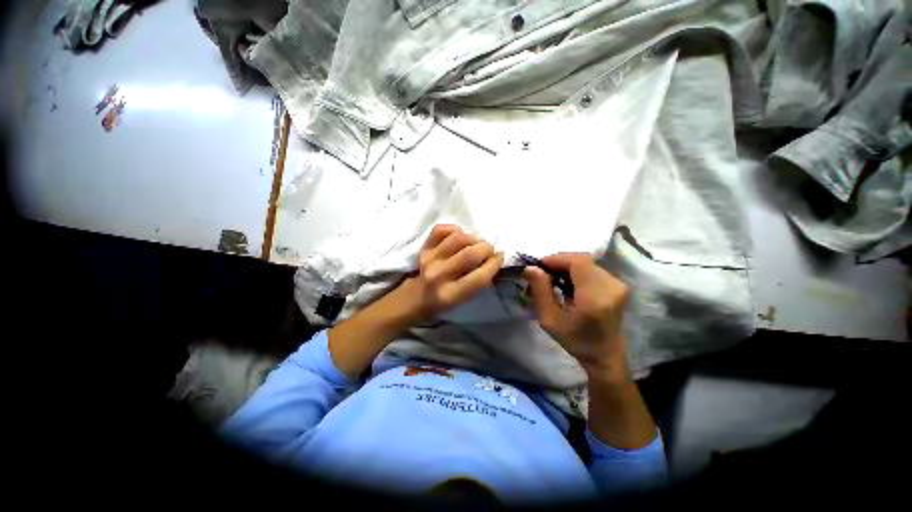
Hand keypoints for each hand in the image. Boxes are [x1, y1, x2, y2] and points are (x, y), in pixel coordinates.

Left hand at [396, 224, 503, 322]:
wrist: (416, 297)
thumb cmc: (443, 302)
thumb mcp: (463, 301)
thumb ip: (478, 282)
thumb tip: (493, 260)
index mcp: (450, 295)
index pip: (480, 276)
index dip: (494, 264)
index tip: (500, 257)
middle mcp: (438, 275)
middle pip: (470, 254)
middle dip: (486, 248)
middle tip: (489, 250)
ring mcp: (429, 259)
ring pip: (458, 238)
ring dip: (472, 238)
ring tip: (474, 244)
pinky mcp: (423, 247)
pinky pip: (441, 229)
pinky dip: (454, 230)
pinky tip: (458, 237)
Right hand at [524, 253, 629, 377]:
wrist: (604, 355)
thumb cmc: (575, 340)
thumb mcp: (550, 319)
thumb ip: (540, 291)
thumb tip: (531, 268)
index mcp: (595, 297)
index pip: (578, 262)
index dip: (557, 259)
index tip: (539, 267)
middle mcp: (611, 286)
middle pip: (582, 260)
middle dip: (559, 262)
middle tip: (543, 273)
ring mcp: (617, 285)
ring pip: (587, 263)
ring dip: (567, 267)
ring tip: (553, 279)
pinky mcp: (618, 285)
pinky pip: (592, 269)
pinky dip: (576, 271)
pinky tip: (567, 283)